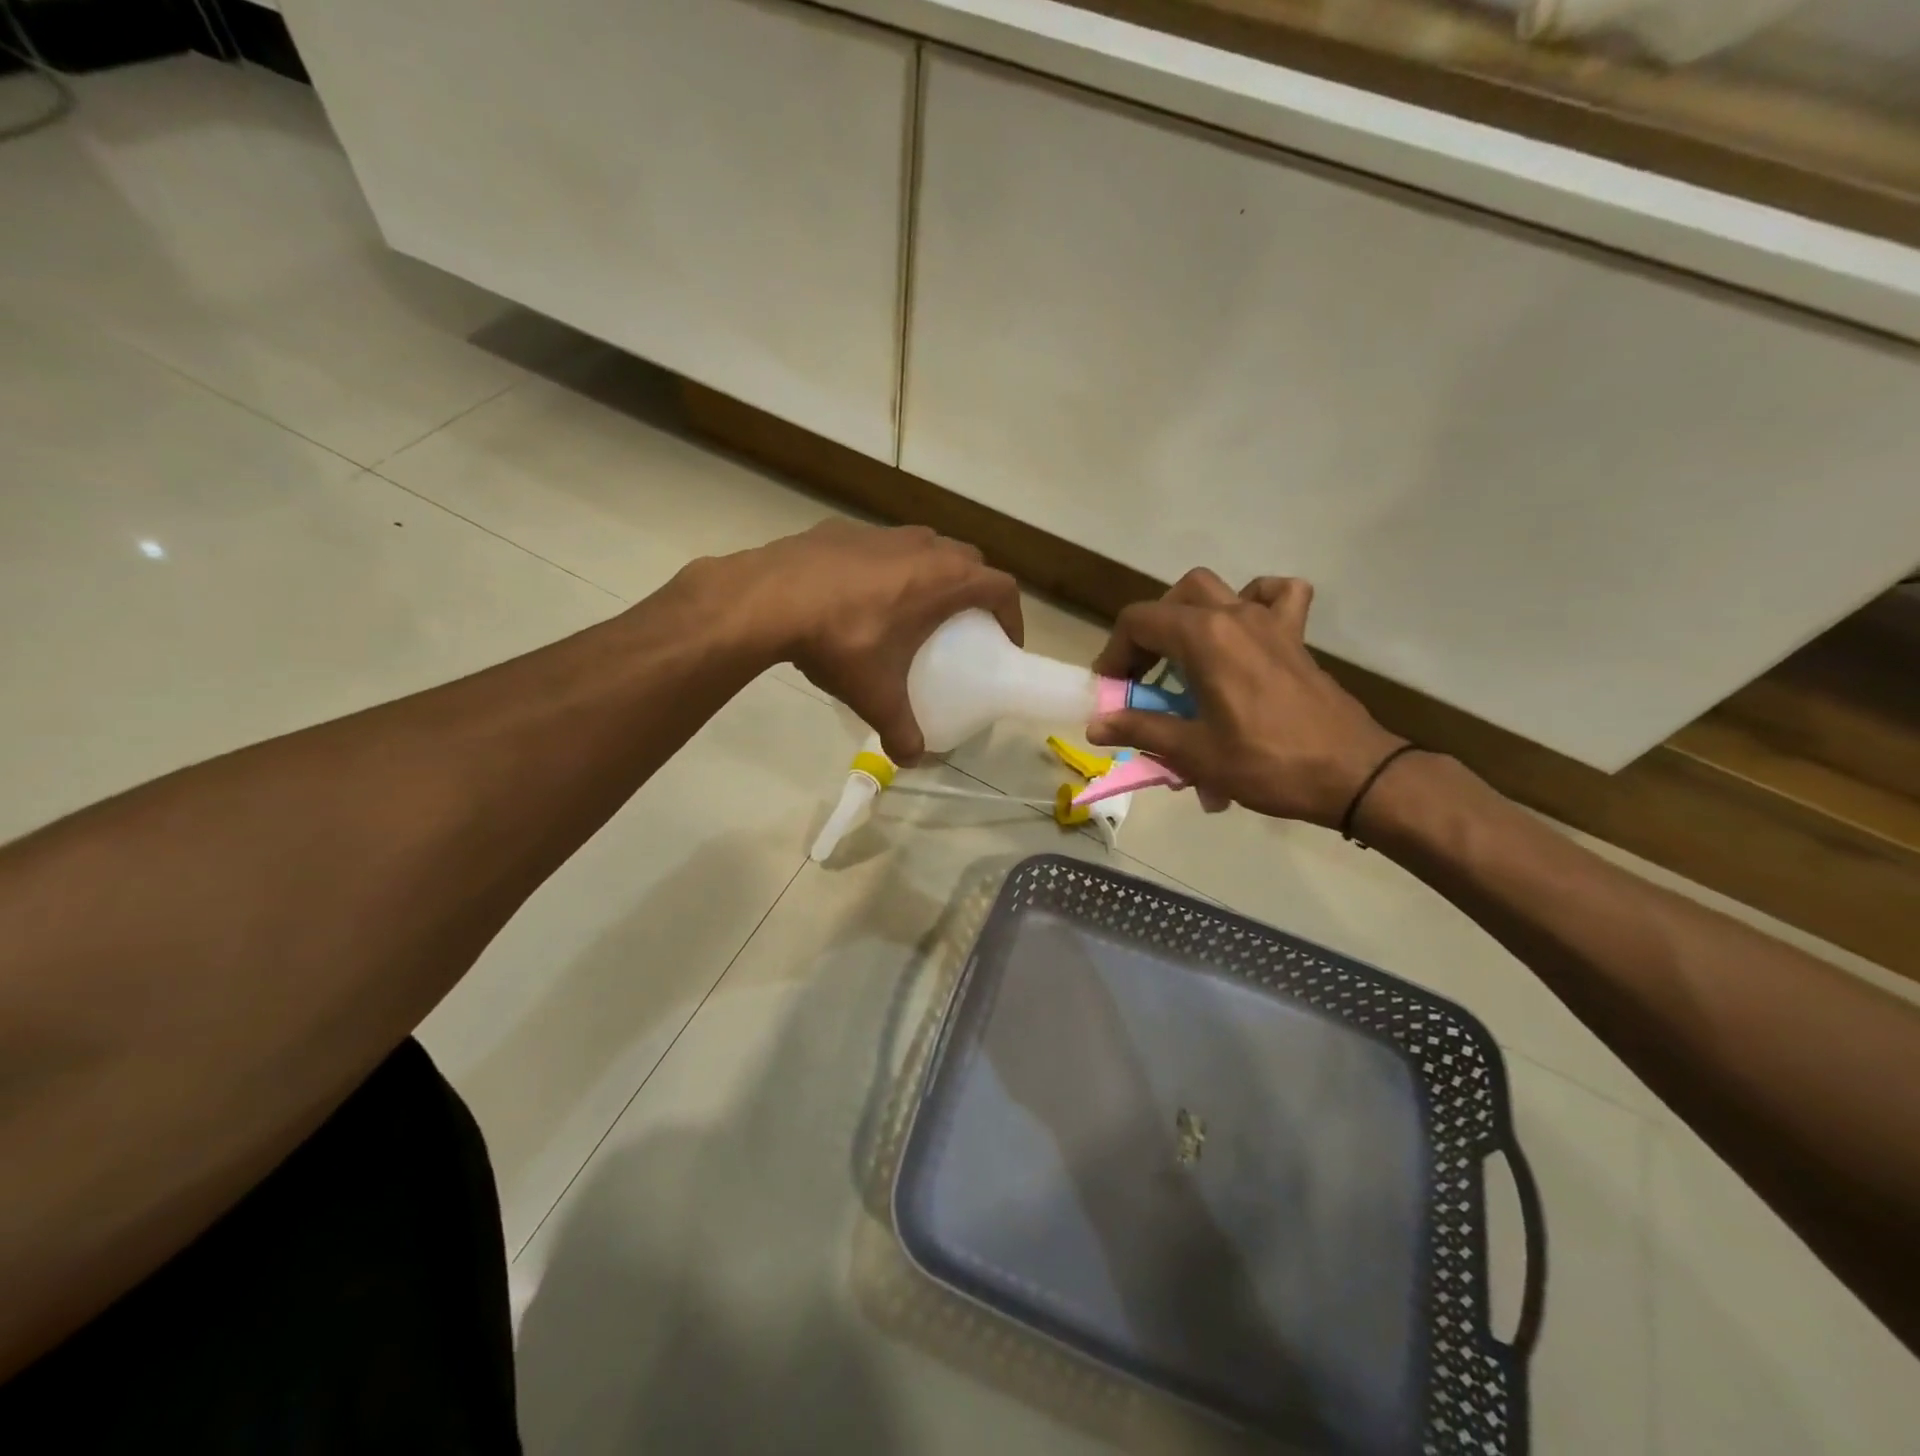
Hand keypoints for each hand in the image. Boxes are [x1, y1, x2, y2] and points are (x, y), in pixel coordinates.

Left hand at [713, 520, 1022, 762]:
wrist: (770, 599)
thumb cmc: (842, 641)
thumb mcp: (876, 695)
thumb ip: (900, 730)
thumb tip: (912, 760)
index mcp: (945, 580)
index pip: (1002, 588)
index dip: (1012, 615)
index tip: (1004, 642)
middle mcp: (923, 546)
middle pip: (969, 561)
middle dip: (974, 591)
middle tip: (963, 626)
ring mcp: (882, 533)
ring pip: (925, 547)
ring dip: (931, 573)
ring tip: (914, 609)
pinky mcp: (845, 529)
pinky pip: (882, 548)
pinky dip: (887, 568)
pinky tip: (863, 597)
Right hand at [1086, 569, 1404, 826]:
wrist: (1352, 774)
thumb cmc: (1267, 763)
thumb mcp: (1194, 752)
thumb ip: (1141, 729)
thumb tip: (1096, 726)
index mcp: (1204, 637)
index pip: (1139, 622)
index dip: (1114, 653)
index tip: (1111, 691)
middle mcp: (1235, 615)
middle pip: (1174, 599)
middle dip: (1148, 633)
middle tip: (1143, 676)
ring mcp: (1270, 622)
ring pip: (1218, 590)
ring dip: (1190, 615)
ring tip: (1184, 655)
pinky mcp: (1296, 638)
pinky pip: (1278, 596)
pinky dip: (1256, 601)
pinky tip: (1244, 630)